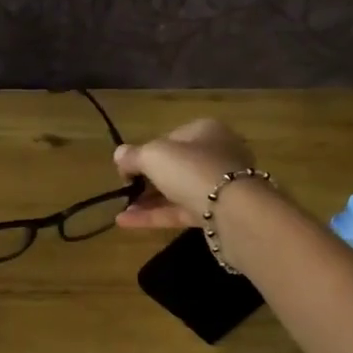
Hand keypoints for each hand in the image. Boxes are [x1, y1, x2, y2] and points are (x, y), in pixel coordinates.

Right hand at [112, 119, 258, 229]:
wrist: (233, 210)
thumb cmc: (192, 169)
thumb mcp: (153, 155)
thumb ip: (133, 155)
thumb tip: (119, 155)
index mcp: (205, 131)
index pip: (169, 139)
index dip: (145, 152)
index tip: (126, 169)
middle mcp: (215, 155)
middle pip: (174, 167)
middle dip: (146, 180)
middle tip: (125, 192)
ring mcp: (218, 186)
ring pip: (177, 191)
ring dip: (147, 201)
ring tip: (121, 211)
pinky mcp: (216, 214)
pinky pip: (180, 211)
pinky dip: (155, 216)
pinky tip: (127, 222)